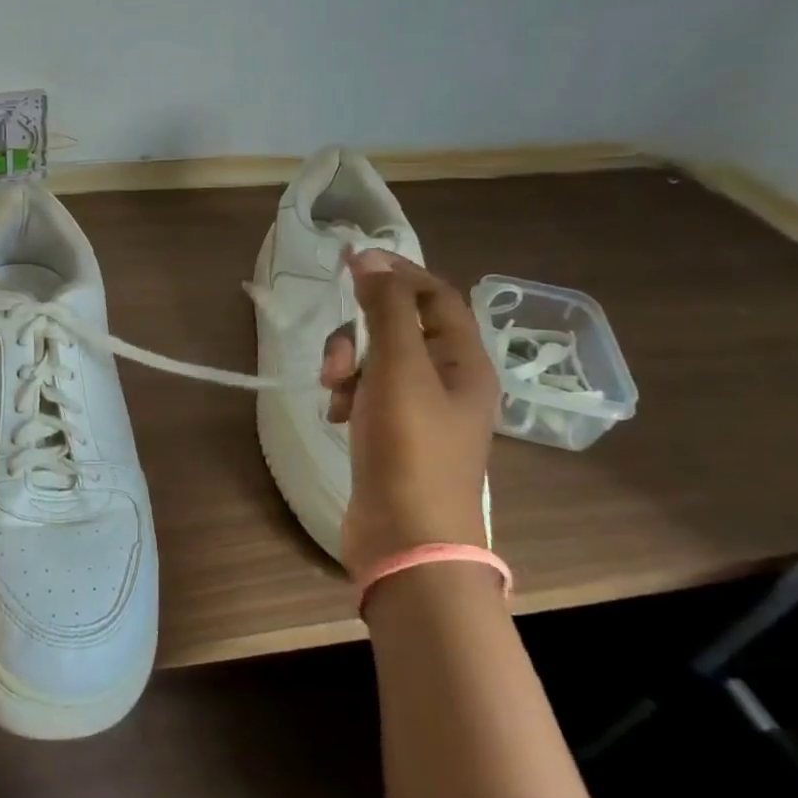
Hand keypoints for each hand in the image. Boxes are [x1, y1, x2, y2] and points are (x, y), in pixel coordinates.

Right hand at [323, 252, 496, 576]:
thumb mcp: (398, 369)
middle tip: (338, 357)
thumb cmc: (410, 448)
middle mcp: (448, 380)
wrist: (407, 538)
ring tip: (333, 391)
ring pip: (376, 360)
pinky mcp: (393, 433)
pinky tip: (335, 414)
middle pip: (399, 327)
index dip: (395, 272)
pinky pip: (366, 392)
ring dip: (348, 364)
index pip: (434, 295)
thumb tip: (370, 259)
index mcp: (465, 360)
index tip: (349, 261)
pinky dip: (347, 394)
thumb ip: (385, 310)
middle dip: (360, 331)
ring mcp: (420, 409)